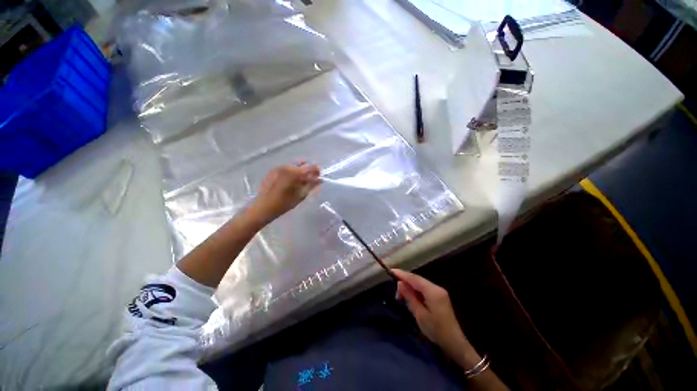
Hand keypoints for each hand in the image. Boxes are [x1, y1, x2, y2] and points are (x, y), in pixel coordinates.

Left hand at [250, 162, 320, 224]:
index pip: (311, 167)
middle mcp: (287, 166)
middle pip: (303, 165)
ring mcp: (279, 167)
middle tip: (310, 181)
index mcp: (295, 172)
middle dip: (308, 172)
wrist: (262, 207)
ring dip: (300, 172)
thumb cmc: (284, 203)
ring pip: (295, 167)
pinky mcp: (273, 171)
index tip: (319, 177)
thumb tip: (320, 179)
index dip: (317, 171)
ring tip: (301, 183)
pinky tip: (291, 182)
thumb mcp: (301, 195)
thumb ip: (311, 185)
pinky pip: (287, 169)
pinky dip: (292, 173)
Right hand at [393, 269, 479, 368]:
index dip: (402, 274)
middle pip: (418, 280)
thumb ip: (409, 296)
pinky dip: (416, 291)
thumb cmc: (436, 330)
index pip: (414, 279)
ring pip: (420, 284)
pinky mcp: (439, 296)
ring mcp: (439, 292)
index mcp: (433, 291)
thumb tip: (400, 283)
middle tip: (395, 289)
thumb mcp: (419, 314)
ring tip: (401, 295)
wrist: (454, 343)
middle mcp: (437, 288)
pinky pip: (424, 289)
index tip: (391, 271)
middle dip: (405, 281)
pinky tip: (411, 296)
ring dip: (410, 287)